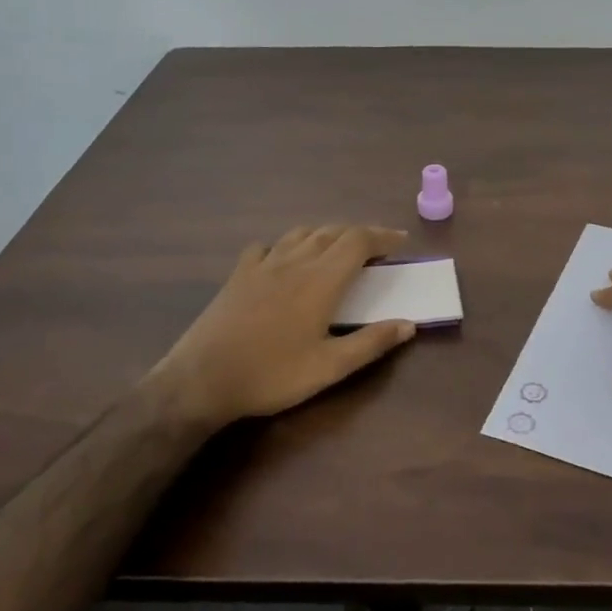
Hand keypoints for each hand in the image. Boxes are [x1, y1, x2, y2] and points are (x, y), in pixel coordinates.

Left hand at [150, 225, 416, 429]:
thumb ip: (371, 343)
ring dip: (326, 234)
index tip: (401, 241)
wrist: (202, 379)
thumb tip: (409, 324)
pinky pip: (267, 246)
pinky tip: (285, 260)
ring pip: (301, 233)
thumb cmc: (271, 374)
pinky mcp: (239, 275)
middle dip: (360, 234)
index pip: (359, 241)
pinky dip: (286, 245)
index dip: (382, 236)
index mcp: (321, 280)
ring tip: (337, 249)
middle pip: (333, 231)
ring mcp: (263, 265)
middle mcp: (295, 261)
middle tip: (377, 247)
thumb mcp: (329, 368)